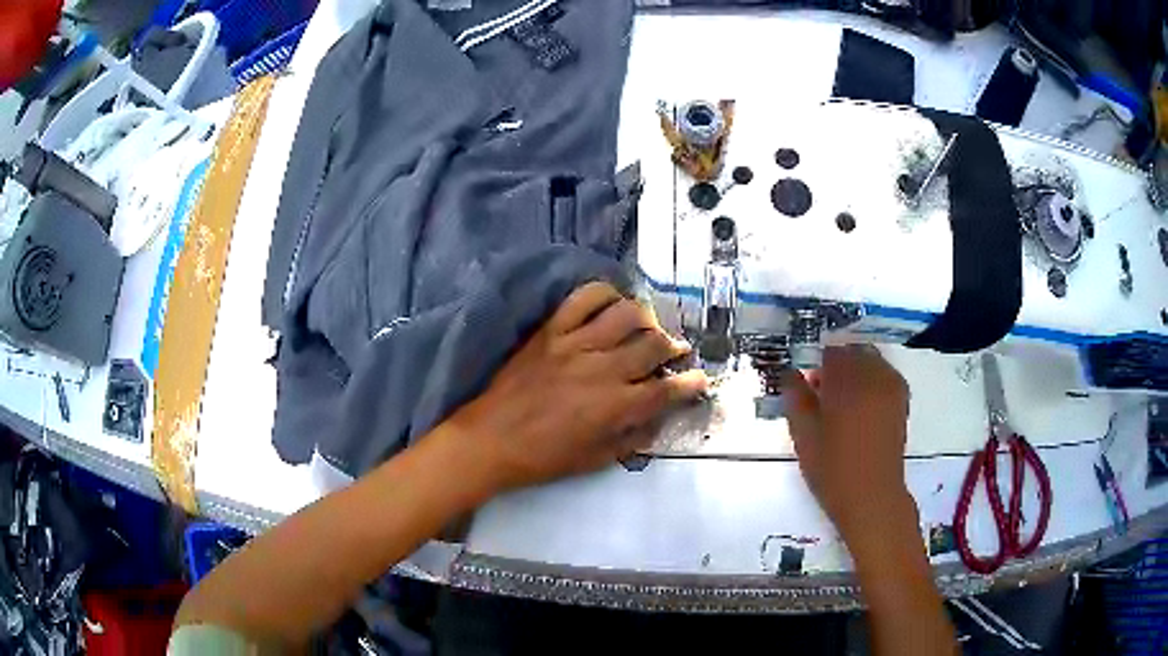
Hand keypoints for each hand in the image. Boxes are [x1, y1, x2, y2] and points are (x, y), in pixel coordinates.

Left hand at [448, 282, 707, 492]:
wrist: (490, 440)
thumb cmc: (543, 457)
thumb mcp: (595, 460)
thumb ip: (631, 439)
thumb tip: (657, 421)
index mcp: (615, 407)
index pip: (666, 389)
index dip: (690, 383)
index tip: (699, 379)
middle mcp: (602, 369)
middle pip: (653, 345)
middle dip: (673, 347)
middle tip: (675, 351)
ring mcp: (575, 344)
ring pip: (626, 314)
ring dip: (646, 318)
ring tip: (647, 326)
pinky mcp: (551, 330)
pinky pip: (583, 298)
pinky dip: (604, 294)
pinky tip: (612, 303)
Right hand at [782, 345, 915, 550]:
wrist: (872, 497)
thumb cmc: (833, 470)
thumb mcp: (804, 437)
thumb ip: (796, 399)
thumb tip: (791, 374)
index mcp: (847, 382)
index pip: (830, 353)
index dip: (815, 365)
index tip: (808, 385)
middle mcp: (873, 376)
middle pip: (852, 353)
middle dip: (836, 366)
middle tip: (823, 395)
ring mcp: (891, 387)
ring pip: (870, 361)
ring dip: (855, 372)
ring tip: (843, 402)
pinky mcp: (901, 400)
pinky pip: (884, 374)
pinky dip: (871, 380)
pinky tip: (862, 407)